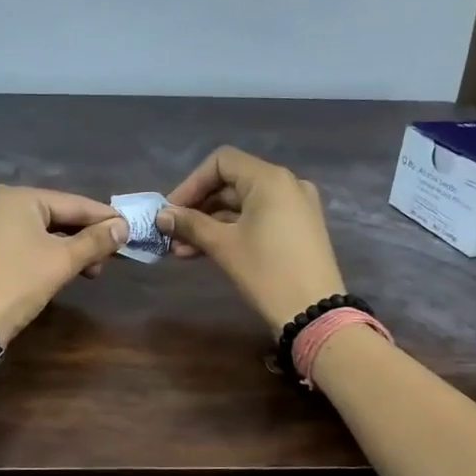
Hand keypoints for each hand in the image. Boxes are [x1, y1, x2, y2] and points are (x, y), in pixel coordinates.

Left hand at [0, 186, 126, 341]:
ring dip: (72, 249)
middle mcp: (3, 204)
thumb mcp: (62, 260)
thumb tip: (123, 227)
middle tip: (114, 255)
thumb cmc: (18, 281)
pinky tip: (69, 271)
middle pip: (59, 216)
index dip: (104, 217)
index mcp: (20, 197)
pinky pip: (29, 244)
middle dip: (87, 237)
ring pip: (45, 232)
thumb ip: (95, 241)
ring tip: (94, 271)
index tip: (131, 229)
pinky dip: (51, 255)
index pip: (73, 203)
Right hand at [158, 147, 346, 330]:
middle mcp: (286, 184)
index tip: (171, 211)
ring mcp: (295, 206)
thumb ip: (191, 225)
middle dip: (198, 208)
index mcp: (270, 179)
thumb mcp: (224, 246)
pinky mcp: (298, 228)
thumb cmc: (267, 272)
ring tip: (181, 250)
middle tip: (171, 234)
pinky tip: (205, 251)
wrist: (314, 312)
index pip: (221, 162)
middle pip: (231, 183)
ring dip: (211, 223)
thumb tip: (162, 216)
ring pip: (243, 204)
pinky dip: (232, 230)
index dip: (191, 184)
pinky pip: (258, 218)